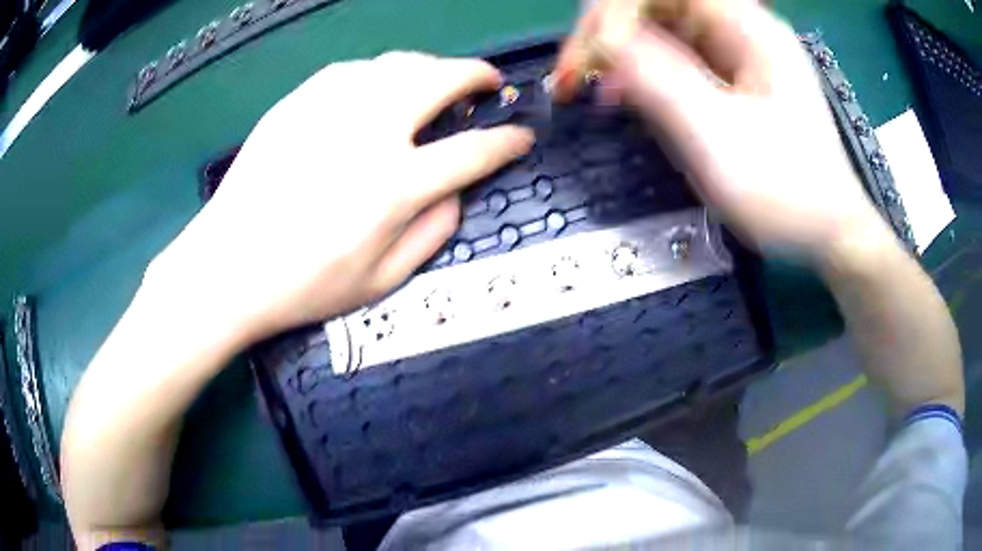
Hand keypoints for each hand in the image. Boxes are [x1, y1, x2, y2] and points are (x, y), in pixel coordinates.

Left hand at [148, 52, 533, 343]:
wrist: (228, 266)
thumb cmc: (303, 285)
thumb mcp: (382, 282)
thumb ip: (433, 233)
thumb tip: (456, 192)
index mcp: (395, 184)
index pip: (474, 150)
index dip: (507, 141)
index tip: (520, 136)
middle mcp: (369, 131)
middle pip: (441, 80)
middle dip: (477, 75)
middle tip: (488, 82)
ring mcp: (329, 107)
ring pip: (399, 63)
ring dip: (431, 68)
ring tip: (438, 82)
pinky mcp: (299, 101)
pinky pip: (354, 69)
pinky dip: (381, 72)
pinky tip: (380, 88)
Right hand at [556, 0, 891, 263]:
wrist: (827, 235)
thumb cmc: (787, 192)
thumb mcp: (720, 136)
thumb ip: (660, 79)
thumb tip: (601, 39)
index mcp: (748, 28)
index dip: (616, 11)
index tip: (589, 55)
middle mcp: (740, 31)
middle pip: (658, 5)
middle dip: (610, 32)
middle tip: (576, 73)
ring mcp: (736, 57)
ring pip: (661, 31)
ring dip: (621, 53)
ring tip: (591, 88)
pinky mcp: (730, 83)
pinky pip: (675, 61)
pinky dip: (642, 74)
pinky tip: (623, 97)